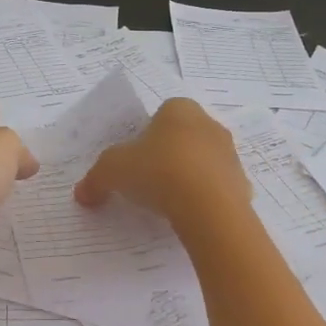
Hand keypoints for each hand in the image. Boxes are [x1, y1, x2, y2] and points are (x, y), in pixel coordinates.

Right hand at [74, 98, 248, 224]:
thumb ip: (95, 180)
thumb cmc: (158, 171)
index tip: (135, 161)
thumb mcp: (112, 171)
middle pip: (183, 138)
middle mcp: (209, 124)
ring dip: (187, 178)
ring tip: (168, 203)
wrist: (208, 207)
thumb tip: (82, 194)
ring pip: (202, 163)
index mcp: (179, 109)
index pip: (160, 115)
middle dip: (168, 156)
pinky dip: (204, 200)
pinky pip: (217, 189)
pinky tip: (189, 217)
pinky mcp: (242, 184)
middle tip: (148, 182)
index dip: (145, 137)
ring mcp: (230, 154)